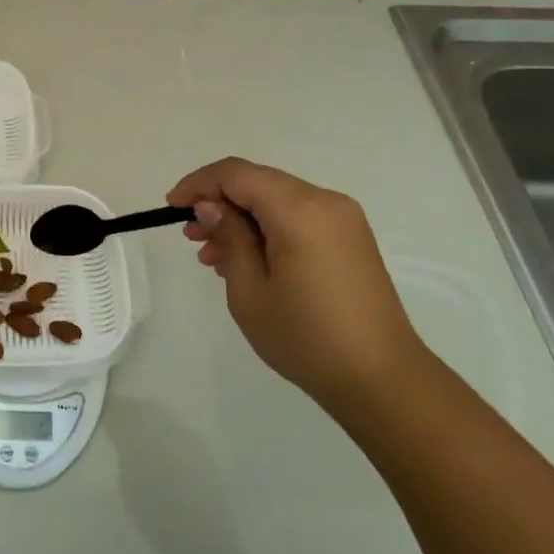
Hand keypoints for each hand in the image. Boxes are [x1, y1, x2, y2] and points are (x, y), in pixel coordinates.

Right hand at [168, 158, 427, 416]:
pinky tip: (247, 262)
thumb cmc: (306, 337)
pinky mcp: (349, 239)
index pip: (237, 174)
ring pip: (276, 200)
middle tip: (190, 236)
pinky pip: (297, 218)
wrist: (381, 379)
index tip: (171, 207)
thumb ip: (229, 237)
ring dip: (241, 218)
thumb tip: (211, 206)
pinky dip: (266, 229)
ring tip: (213, 256)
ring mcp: (342, 219)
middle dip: (218, 202)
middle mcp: (324, 202)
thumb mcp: (250, 290)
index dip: (199, 184)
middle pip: (258, 182)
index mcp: (299, 209)